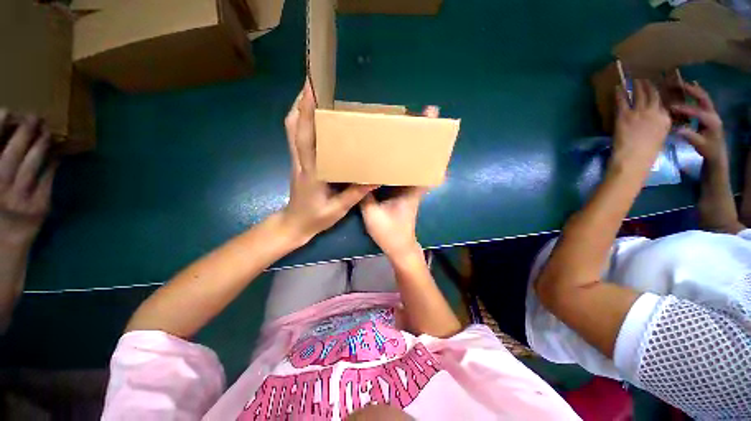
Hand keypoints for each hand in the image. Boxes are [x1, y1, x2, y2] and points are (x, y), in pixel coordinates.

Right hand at [0, 112, 56, 246]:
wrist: (4, 249)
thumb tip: (4, 136)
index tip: (7, 110)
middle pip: (12, 153)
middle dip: (24, 132)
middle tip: (34, 116)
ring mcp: (19, 199)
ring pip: (31, 165)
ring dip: (40, 145)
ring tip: (47, 131)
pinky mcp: (38, 207)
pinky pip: (47, 180)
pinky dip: (52, 164)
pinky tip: (57, 155)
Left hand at [280, 81, 375, 242]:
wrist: (294, 225)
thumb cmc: (315, 218)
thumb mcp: (338, 208)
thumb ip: (356, 193)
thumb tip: (375, 178)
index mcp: (312, 171)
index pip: (307, 137)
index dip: (307, 112)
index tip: (312, 88)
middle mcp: (301, 161)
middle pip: (294, 126)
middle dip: (301, 102)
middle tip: (314, 84)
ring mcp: (297, 161)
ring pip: (291, 129)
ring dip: (299, 109)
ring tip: (313, 95)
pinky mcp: (298, 162)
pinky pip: (296, 137)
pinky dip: (300, 122)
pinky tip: (313, 118)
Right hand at [360, 106, 438, 258]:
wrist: (399, 247)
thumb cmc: (390, 233)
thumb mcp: (373, 214)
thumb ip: (365, 195)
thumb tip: (358, 175)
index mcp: (411, 191)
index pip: (425, 165)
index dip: (431, 147)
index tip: (434, 125)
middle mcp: (414, 187)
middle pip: (421, 160)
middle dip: (422, 141)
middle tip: (417, 119)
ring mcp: (410, 190)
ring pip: (413, 166)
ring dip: (411, 150)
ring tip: (403, 131)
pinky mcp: (404, 193)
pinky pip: (404, 174)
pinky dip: (402, 163)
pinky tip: (392, 155)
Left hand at [612, 79, 670, 169]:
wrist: (633, 158)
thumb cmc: (647, 153)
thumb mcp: (659, 137)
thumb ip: (658, 126)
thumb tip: (654, 121)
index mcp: (665, 119)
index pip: (663, 103)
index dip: (659, 95)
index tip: (656, 89)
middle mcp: (654, 112)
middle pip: (653, 95)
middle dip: (649, 86)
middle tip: (645, 79)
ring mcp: (639, 112)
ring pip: (639, 94)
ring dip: (637, 86)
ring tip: (634, 80)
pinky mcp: (625, 115)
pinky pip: (622, 101)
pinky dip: (620, 93)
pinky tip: (617, 87)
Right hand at [671, 82, 725, 164]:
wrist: (717, 151)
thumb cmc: (708, 149)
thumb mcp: (699, 144)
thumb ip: (690, 136)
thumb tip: (678, 129)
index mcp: (711, 121)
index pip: (697, 112)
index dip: (684, 109)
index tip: (671, 107)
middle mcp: (713, 113)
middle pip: (702, 97)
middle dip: (691, 90)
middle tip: (677, 84)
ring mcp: (711, 112)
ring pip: (703, 96)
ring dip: (693, 89)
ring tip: (681, 83)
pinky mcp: (708, 112)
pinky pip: (701, 99)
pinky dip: (695, 92)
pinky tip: (690, 87)